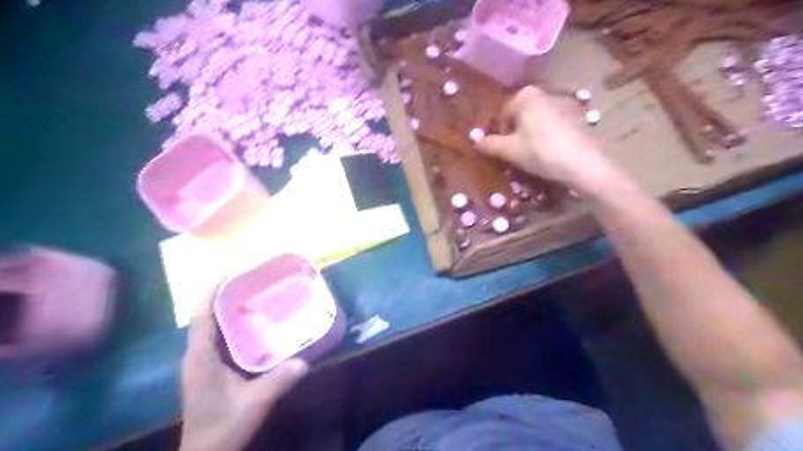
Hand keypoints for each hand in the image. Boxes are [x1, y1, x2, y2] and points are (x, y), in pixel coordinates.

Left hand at [180, 293, 307, 450]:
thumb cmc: (224, 427)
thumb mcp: (253, 403)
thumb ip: (278, 381)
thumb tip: (305, 362)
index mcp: (201, 358)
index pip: (201, 318)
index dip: (210, 293)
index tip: (227, 273)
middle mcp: (196, 356)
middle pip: (204, 318)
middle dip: (221, 297)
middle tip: (249, 282)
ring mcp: (200, 365)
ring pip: (210, 329)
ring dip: (225, 311)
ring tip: (252, 297)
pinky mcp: (208, 372)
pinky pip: (216, 340)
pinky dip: (230, 327)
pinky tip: (251, 327)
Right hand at [476, 85, 619, 192]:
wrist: (583, 163)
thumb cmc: (540, 152)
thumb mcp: (509, 151)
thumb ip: (489, 144)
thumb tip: (476, 142)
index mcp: (525, 96)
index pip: (501, 115)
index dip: (497, 135)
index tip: (500, 153)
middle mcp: (543, 93)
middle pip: (518, 117)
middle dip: (513, 135)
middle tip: (513, 155)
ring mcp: (562, 103)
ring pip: (534, 122)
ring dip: (528, 137)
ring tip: (530, 157)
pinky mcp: (575, 116)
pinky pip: (550, 126)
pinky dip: (544, 137)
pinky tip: (547, 153)